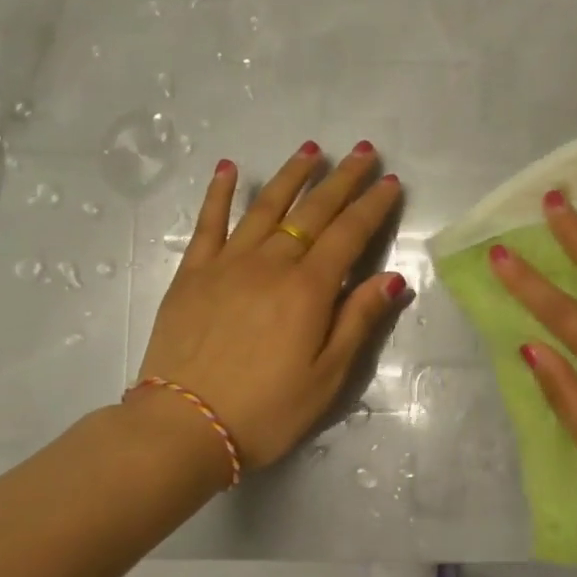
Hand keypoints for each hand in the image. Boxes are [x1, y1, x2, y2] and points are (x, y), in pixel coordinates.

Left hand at [134, 141, 408, 470]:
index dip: (373, 205)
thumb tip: (392, 277)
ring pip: (266, 207)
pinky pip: (209, 223)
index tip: (391, 181)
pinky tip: (228, 169)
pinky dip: (219, 193)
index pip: (349, 234)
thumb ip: (359, 320)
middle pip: (313, 211)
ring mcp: (227, 264)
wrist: (184, 427)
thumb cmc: (267, 410)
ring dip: (291, 175)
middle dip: (341, 179)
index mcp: (309, 289)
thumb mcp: (328, 376)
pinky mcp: (192, 274)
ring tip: (311, 149)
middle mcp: (271, 263)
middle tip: (361, 150)